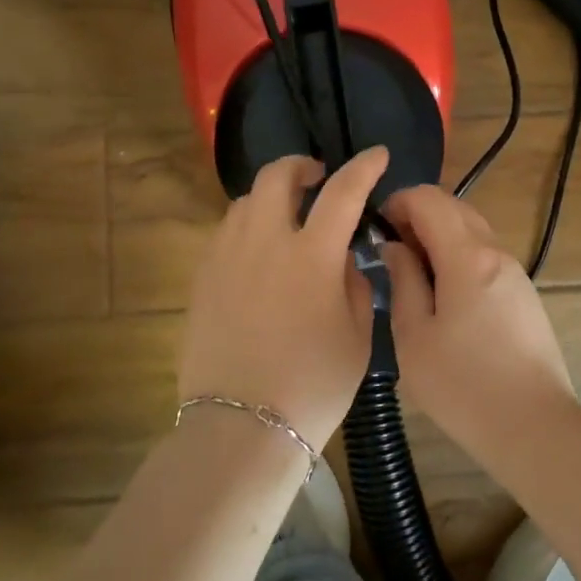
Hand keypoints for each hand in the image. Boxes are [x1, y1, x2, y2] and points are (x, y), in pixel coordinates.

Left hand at [177, 147, 388, 450]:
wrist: (242, 426)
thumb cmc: (313, 385)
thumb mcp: (358, 336)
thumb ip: (356, 285)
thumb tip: (344, 261)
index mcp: (312, 255)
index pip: (343, 191)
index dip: (364, 167)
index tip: (377, 155)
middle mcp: (265, 241)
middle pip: (277, 176)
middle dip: (302, 166)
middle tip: (318, 178)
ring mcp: (227, 256)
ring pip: (245, 201)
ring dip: (271, 197)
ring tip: (286, 218)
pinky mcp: (202, 277)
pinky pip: (225, 232)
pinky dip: (247, 226)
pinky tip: (258, 253)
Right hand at [381, 184, 577, 461]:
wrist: (534, 429)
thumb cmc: (463, 386)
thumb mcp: (414, 336)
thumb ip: (403, 280)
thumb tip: (396, 247)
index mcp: (467, 256)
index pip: (430, 199)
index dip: (398, 202)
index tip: (377, 228)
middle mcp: (496, 253)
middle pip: (454, 207)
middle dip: (418, 215)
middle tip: (391, 250)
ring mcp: (515, 273)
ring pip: (472, 231)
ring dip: (439, 236)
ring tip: (413, 274)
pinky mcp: (524, 295)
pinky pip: (485, 256)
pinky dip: (458, 256)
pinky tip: (443, 295)